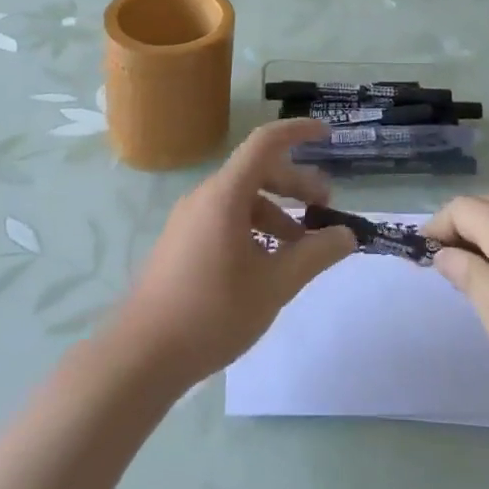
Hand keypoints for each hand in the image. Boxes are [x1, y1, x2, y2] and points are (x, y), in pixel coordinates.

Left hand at [109, 119, 355, 389]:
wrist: (141, 357)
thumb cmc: (212, 313)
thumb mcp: (275, 285)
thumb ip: (315, 254)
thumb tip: (347, 234)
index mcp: (225, 195)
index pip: (266, 142)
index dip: (298, 132)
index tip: (327, 135)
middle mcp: (205, 197)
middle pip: (257, 172)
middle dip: (296, 184)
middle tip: (324, 209)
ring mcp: (189, 220)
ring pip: (242, 200)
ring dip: (276, 212)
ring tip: (300, 247)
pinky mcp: (181, 243)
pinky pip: (225, 219)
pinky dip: (254, 228)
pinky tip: (267, 264)